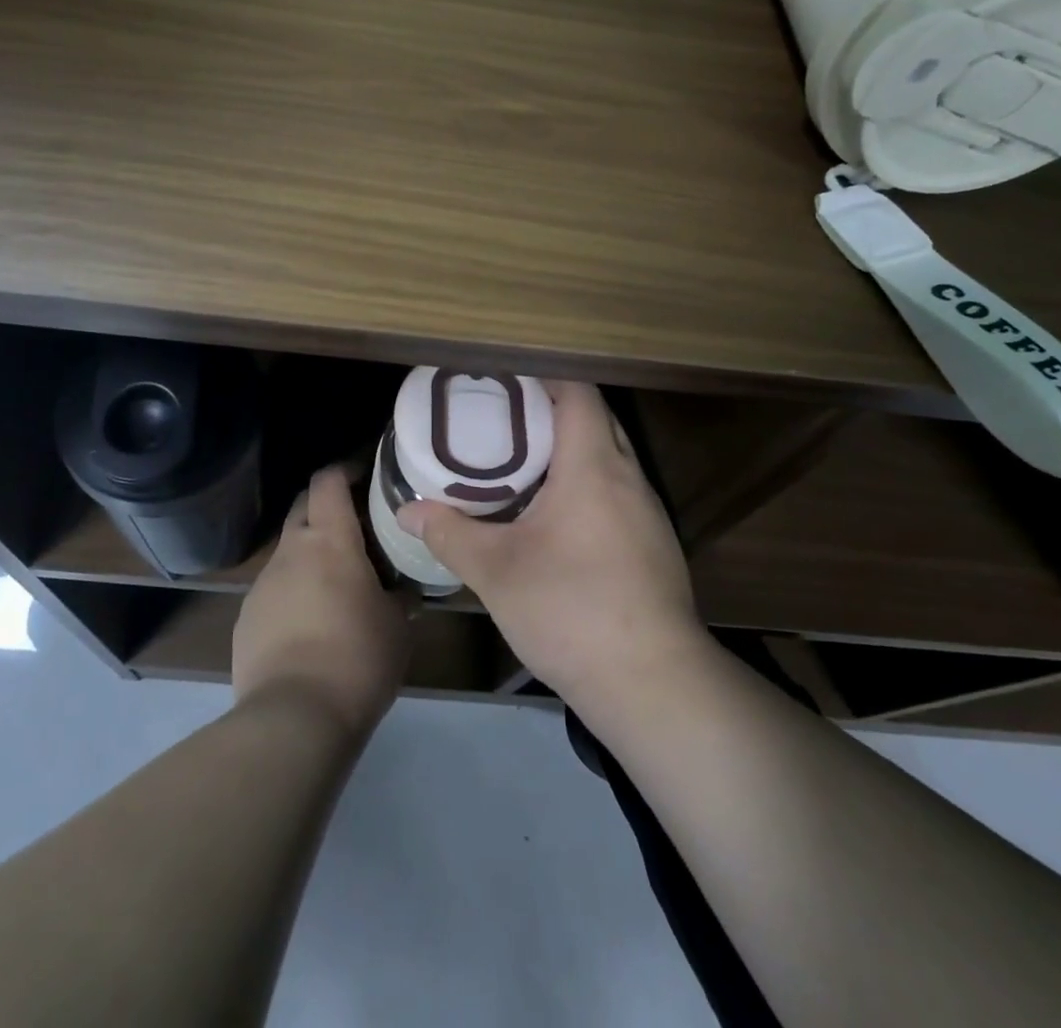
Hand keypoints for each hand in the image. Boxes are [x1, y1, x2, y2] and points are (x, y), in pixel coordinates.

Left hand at [233, 465, 410, 738]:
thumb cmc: (357, 659)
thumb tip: (404, 589)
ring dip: (309, 556)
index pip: (327, 481)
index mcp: (328, 540)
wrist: (293, 719)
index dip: (345, 471)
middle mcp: (289, 551)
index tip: (365, 477)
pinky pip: (273, 591)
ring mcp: (261, 585)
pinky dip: (292, 594)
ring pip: (287, 553)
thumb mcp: (397, 626)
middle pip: (302, 508)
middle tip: (355, 528)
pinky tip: (310, 627)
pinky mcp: (244, 619)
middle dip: (325, 508)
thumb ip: (400, 596)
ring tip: (335, 586)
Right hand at [397, 381, 706, 714]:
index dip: (544, 377)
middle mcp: (628, 476)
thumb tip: (406, 511)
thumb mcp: (496, 571)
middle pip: (596, 418)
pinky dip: (587, 481)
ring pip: (610, 455)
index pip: (578, 393)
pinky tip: (556, 514)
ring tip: (523, 459)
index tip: (504, 380)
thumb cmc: (571, 611)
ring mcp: (648, 511)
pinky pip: (619, 488)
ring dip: (572, 447)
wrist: (653, 683)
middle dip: (552, 408)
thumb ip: (449, 533)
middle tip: (503, 417)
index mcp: (593, 466)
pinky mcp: (654, 542)